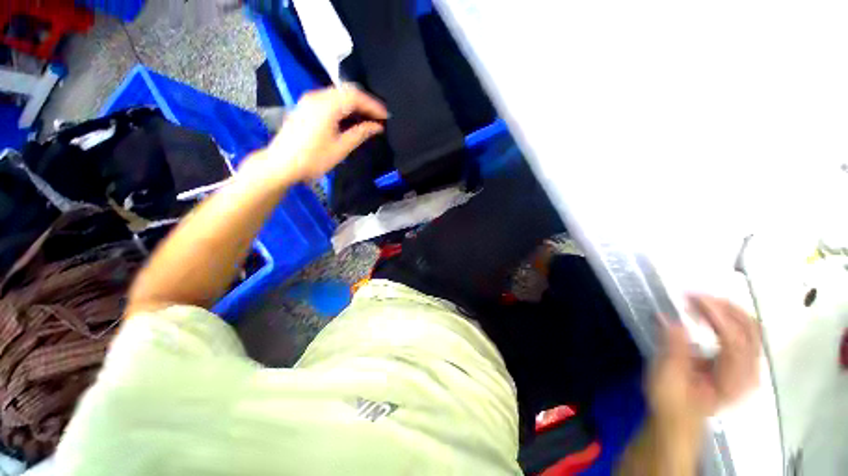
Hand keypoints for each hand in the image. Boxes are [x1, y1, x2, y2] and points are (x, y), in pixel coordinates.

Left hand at [248, 85, 388, 181]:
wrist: (281, 164)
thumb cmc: (313, 159)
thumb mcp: (340, 148)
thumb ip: (360, 133)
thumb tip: (376, 126)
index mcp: (327, 106)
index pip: (355, 97)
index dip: (373, 105)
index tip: (386, 116)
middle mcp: (317, 97)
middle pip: (346, 92)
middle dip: (365, 103)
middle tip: (378, 117)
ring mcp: (309, 100)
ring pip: (338, 95)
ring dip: (354, 104)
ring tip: (367, 118)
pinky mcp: (305, 106)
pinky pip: (329, 100)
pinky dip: (343, 106)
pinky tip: (350, 118)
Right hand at [649, 295, 760, 434]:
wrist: (679, 418)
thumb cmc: (671, 399)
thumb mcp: (667, 376)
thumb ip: (673, 348)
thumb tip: (669, 319)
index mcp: (733, 381)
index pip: (734, 341)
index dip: (716, 316)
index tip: (693, 298)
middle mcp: (749, 373)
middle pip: (751, 330)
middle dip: (726, 308)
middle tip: (697, 295)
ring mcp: (748, 368)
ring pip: (751, 329)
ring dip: (727, 310)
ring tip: (701, 301)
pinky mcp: (741, 363)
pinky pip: (744, 333)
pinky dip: (729, 318)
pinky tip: (709, 314)